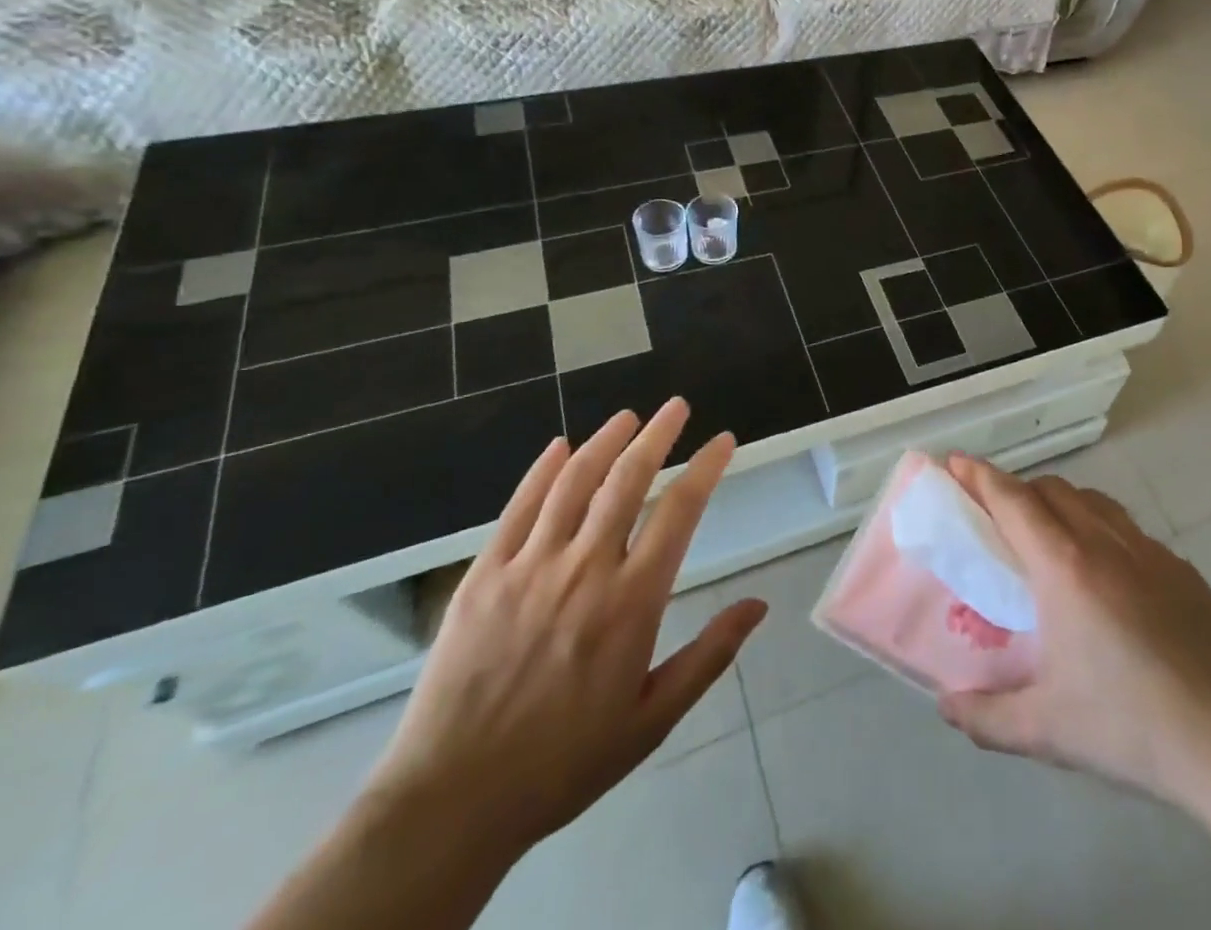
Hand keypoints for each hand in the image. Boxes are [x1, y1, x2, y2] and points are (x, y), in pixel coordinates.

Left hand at [362, 399, 766, 857]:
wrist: (452, 803)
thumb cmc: (565, 762)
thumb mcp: (652, 718)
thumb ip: (709, 655)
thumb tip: (759, 605)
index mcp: (632, 600)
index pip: (680, 510)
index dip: (706, 467)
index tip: (723, 440)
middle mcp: (586, 569)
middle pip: (628, 480)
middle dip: (658, 435)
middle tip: (676, 406)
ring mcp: (530, 567)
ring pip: (575, 482)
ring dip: (605, 441)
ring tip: (627, 416)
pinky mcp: (484, 576)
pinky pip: (519, 508)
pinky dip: (542, 471)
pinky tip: (559, 447)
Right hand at [936, 455, 1210, 812]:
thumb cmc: (1130, 727)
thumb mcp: (1046, 730)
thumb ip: (986, 716)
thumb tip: (946, 706)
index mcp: (1064, 567)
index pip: (1012, 501)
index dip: (980, 476)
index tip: (955, 461)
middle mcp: (1104, 542)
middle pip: (1051, 490)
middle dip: (1016, 489)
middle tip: (995, 515)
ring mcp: (1148, 550)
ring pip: (1092, 500)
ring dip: (1059, 502)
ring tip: (1046, 534)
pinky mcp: (1180, 568)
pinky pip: (1127, 527)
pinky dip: (1099, 527)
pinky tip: (1106, 572)